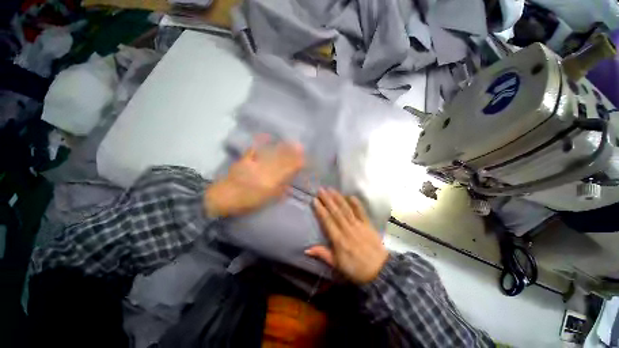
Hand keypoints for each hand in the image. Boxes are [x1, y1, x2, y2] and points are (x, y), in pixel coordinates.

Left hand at [204, 141, 304, 217]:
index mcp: (270, 182)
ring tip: (289, 141)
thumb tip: (289, 187)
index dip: (295, 164)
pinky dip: (260, 144)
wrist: (223, 198)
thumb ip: (278, 192)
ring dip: (281, 148)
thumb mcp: (265, 200)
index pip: (286, 171)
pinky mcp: (245, 161)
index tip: (303, 159)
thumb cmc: (246, 202)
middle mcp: (264, 171)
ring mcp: (254, 165)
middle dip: (291, 154)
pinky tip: (266, 137)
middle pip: (280, 161)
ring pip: (270, 155)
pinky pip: (254, 151)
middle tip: (300, 145)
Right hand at [306, 188, 388, 283]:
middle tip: (321, 190)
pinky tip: (351, 196)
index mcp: (338, 239)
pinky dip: (357, 204)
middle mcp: (347, 229)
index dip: (320, 210)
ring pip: (346, 209)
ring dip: (338, 199)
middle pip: (336, 212)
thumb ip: (322, 254)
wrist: (380, 271)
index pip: (327, 221)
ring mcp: (358, 226)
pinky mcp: (368, 225)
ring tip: (331, 189)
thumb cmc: (356, 269)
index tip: (315, 200)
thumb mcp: (337, 265)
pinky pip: (362, 212)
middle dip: (327, 200)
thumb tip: (306, 249)